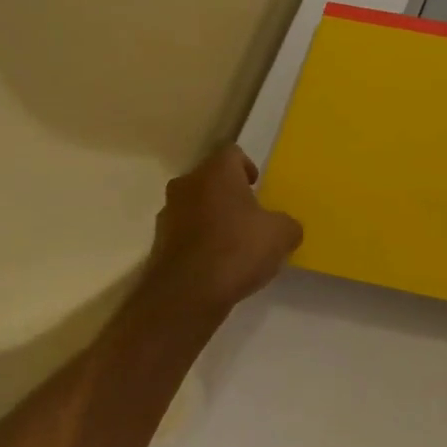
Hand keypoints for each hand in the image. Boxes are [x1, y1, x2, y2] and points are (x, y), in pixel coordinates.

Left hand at [148, 145, 302, 311]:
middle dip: (229, 193)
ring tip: (234, 243)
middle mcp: (187, 185)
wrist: (188, 293)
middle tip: (250, 215)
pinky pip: (185, 233)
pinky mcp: (159, 243)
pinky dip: (199, 241)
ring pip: (195, 205)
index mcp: (216, 172)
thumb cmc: (238, 249)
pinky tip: (217, 263)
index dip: (247, 166)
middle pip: (211, 179)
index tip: (257, 186)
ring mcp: (168, 214)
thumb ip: (288, 225)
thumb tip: (286, 228)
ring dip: (212, 217)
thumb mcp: (281, 235)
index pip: (232, 153)